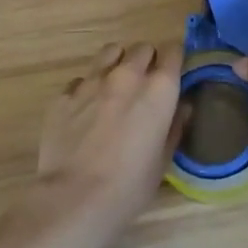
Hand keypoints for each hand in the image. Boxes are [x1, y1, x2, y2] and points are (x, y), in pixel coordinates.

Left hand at [34, 42, 187, 243]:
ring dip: (117, 63)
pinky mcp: (64, 95)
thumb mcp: (163, 160)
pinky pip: (80, 79)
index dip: (174, 60)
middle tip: (144, 83)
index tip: (172, 73)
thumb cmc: (130, 186)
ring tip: (115, 84)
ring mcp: (93, 82)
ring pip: (110, 52)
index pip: (174, 51)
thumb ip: (175, 126)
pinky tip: (85, 108)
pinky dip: (86, 87)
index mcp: (159, 89)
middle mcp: (128, 75)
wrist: (75, 199)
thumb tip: (182, 107)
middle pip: (142, 48)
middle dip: (147, 60)